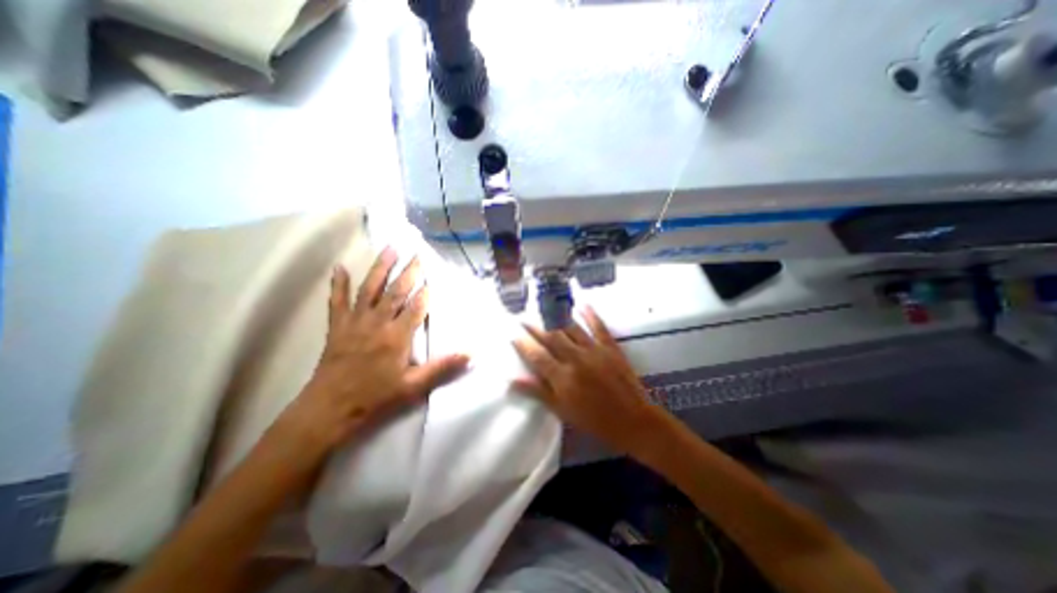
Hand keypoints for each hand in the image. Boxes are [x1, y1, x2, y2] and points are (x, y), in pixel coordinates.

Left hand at [272, 247, 469, 461]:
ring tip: (389, 249)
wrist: (329, 410)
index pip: (415, 308)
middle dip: (408, 272)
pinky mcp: (337, 327)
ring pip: (369, 289)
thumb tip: (471, 355)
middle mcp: (377, 323)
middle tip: (417, 254)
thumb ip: (442, 368)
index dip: (425, 292)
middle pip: (395, 292)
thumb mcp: (413, 387)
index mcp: (397, 337)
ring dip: (380, 268)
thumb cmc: (375, 398)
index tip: (433, 277)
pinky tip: (339, 267)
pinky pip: (337, 301)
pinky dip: (338, 284)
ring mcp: (355, 322)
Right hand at [512, 307, 666, 455]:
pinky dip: (590, 314)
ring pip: (571, 328)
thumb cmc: (594, 420)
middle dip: (535, 326)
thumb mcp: (562, 410)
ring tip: (544, 307)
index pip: (537, 355)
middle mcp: (576, 358)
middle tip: (523, 317)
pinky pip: (598, 326)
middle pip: (551, 337)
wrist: (633, 420)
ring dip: (556, 317)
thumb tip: (512, 379)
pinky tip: (581, 304)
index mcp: (562, 377)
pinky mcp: (610, 346)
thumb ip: (538, 391)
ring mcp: (594, 350)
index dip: (523, 344)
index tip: (512, 334)